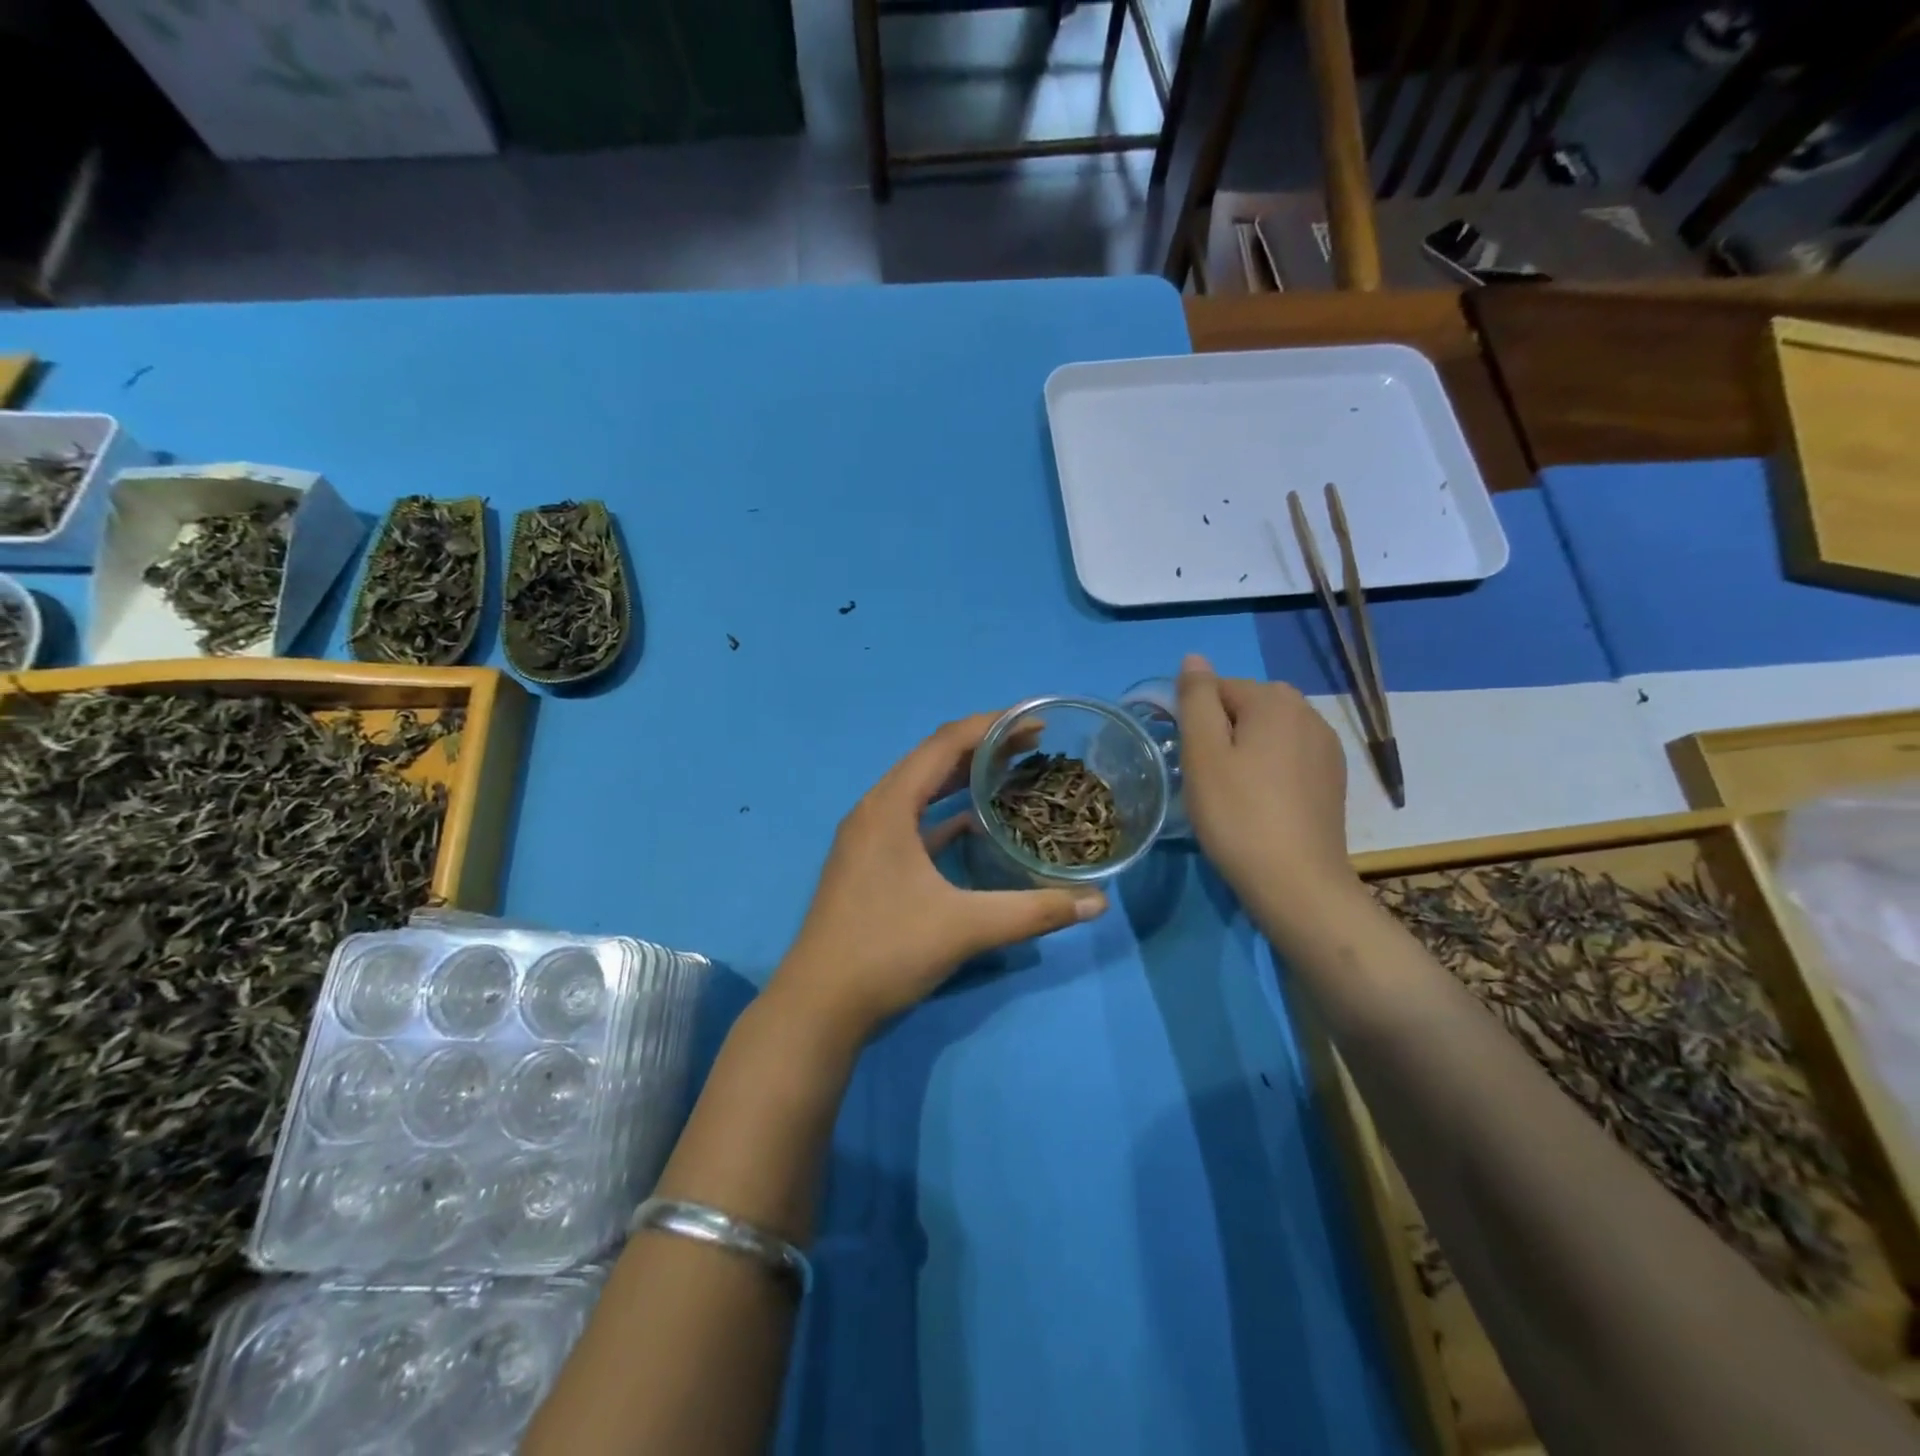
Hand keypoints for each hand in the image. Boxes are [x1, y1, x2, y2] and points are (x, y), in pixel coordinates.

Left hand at [772, 712, 1108, 1043]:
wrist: (819, 1006)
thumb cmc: (887, 952)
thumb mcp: (965, 928)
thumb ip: (1035, 911)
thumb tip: (1097, 903)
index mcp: (889, 806)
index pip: (945, 744)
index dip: (993, 726)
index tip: (1037, 723)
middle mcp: (875, 811)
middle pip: (933, 760)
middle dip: (984, 747)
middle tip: (1035, 745)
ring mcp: (868, 838)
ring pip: (921, 791)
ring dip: (963, 778)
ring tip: (1012, 772)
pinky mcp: (870, 864)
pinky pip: (914, 821)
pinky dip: (946, 814)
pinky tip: (976, 823)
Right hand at [1176, 654, 1355, 915]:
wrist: (1297, 883)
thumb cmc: (1238, 814)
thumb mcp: (1202, 753)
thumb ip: (1196, 699)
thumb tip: (1194, 658)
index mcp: (1274, 700)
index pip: (1217, 689)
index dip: (1194, 722)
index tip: (1188, 761)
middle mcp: (1308, 712)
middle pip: (1246, 707)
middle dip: (1222, 733)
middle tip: (1206, 778)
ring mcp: (1327, 746)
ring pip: (1269, 733)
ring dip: (1245, 752)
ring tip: (1231, 793)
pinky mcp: (1333, 778)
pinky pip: (1290, 757)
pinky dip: (1270, 770)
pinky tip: (1261, 804)